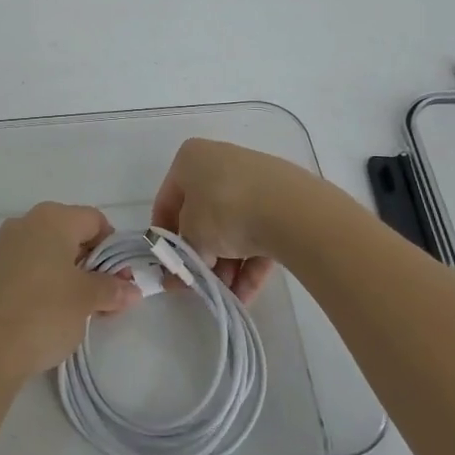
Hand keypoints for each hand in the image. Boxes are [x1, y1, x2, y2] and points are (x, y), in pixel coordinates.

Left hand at [0, 202, 140, 378]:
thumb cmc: (44, 313)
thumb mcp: (86, 300)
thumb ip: (111, 289)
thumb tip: (131, 290)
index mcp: (52, 219)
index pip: (94, 220)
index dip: (112, 248)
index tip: (118, 279)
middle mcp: (23, 223)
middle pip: (67, 234)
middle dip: (87, 263)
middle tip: (99, 297)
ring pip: (41, 253)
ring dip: (61, 274)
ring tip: (70, 310)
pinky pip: (19, 270)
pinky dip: (35, 284)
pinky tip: (38, 315)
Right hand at [150, 138, 320, 303]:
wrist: (290, 210)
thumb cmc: (224, 210)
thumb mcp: (190, 234)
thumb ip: (181, 252)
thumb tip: (181, 270)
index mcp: (192, 159)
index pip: (168, 200)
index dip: (164, 236)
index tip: (166, 265)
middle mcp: (222, 163)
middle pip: (203, 216)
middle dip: (201, 255)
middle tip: (197, 284)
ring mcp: (255, 181)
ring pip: (232, 227)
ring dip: (226, 265)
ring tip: (225, 294)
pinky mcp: (282, 201)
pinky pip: (258, 232)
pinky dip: (250, 263)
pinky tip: (245, 295)